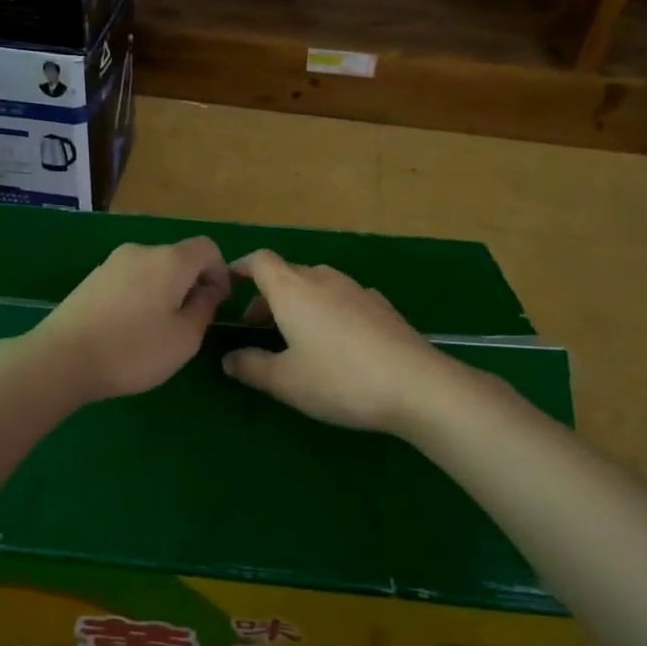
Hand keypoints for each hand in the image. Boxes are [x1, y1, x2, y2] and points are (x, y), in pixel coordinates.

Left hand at [29, 238, 230, 403]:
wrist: (62, 359)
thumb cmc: (133, 350)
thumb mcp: (184, 339)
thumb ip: (204, 309)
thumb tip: (208, 291)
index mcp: (170, 260)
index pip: (207, 248)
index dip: (221, 271)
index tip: (219, 302)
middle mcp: (141, 251)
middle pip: (178, 257)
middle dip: (192, 283)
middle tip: (191, 320)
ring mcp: (112, 263)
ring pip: (152, 269)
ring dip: (164, 290)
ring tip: (159, 328)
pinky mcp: (91, 279)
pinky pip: (129, 279)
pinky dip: (140, 295)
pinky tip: (130, 327)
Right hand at [222, 250, 456, 432]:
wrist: (417, 385)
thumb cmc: (340, 379)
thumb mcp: (286, 381)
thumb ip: (251, 367)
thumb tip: (229, 359)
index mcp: (293, 290)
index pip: (260, 261)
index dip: (241, 267)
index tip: (229, 284)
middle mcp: (323, 279)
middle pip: (287, 274)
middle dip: (267, 295)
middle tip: (257, 328)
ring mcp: (356, 290)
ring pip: (316, 285)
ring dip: (298, 303)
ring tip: (295, 337)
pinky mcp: (381, 306)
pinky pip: (342, 298)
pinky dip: (327, 311)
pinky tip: (336, 343)